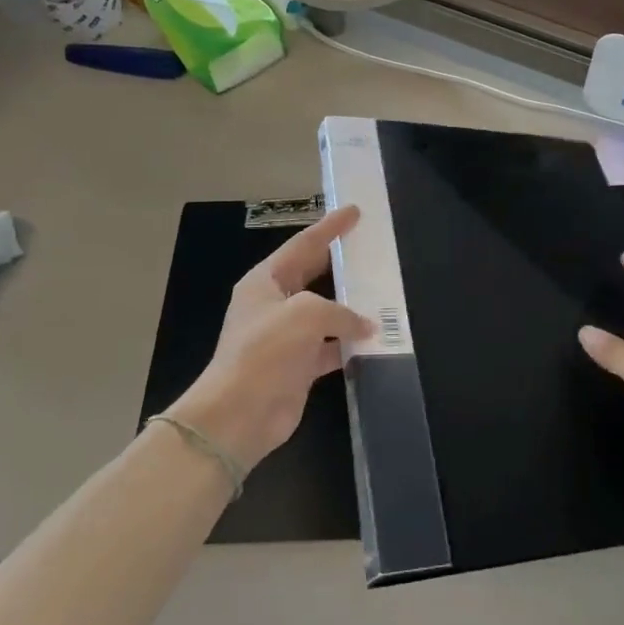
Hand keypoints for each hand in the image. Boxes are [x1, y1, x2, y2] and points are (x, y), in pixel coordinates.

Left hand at [170, 205, 370, 469]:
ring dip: (352, 307)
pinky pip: (331, 347)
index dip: (329, 227)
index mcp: (266, 281)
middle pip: (314, 274)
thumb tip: (366, 324)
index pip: (303, 245)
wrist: (239, 414)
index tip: (353, 210)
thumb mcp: (306, 314)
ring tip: (384, 293)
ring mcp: (286, 337)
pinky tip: (376, 341)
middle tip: (371, 247)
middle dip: (341, 262)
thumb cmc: (266, 352)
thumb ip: (341, 311)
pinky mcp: (299, 366)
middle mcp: (275, 304)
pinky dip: (351, 344)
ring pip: (326, 313)